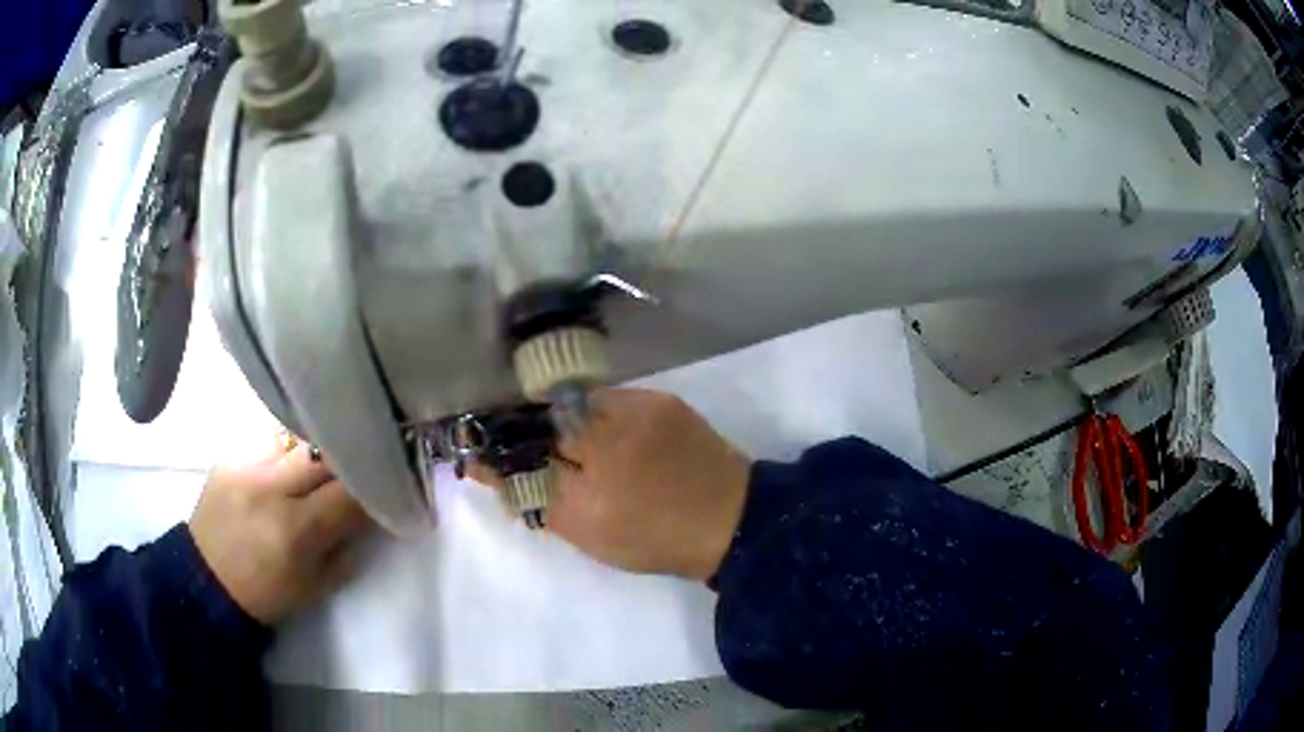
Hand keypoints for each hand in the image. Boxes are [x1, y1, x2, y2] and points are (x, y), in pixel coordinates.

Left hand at [189, 444, 371, 624]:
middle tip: (370, 459)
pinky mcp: (229, 456)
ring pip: (298, 439)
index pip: (350, 493)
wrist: (205, 579)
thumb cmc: (267, 594)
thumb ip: (347, 543)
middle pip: (325, 454)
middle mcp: (269, 488)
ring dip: (321, 449)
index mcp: (294, 531)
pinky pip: (271, 442)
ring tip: (332, 457)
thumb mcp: (318, 584)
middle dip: (353, 457)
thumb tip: (372, 510)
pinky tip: (294, 464)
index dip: (378, 486)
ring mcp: (245, 466)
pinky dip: (291, 451)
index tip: (396, 482)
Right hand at [482, 389, 750, 580]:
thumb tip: (482, 465)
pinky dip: (602, 420)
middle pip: (551, 406)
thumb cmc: (651, 537)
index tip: (493, 449)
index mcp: (591, 444)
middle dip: (536, 429)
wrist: (731, 524)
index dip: (507, 436)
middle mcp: (614, 408)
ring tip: (580, 454)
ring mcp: (644, 400)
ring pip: (583, 403)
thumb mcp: (582, 527)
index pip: (525, 423)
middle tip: (540, 457)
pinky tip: (612, 444)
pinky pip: (616, 403)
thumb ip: (529, 492)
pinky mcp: (666, 400)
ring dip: (571, 424)